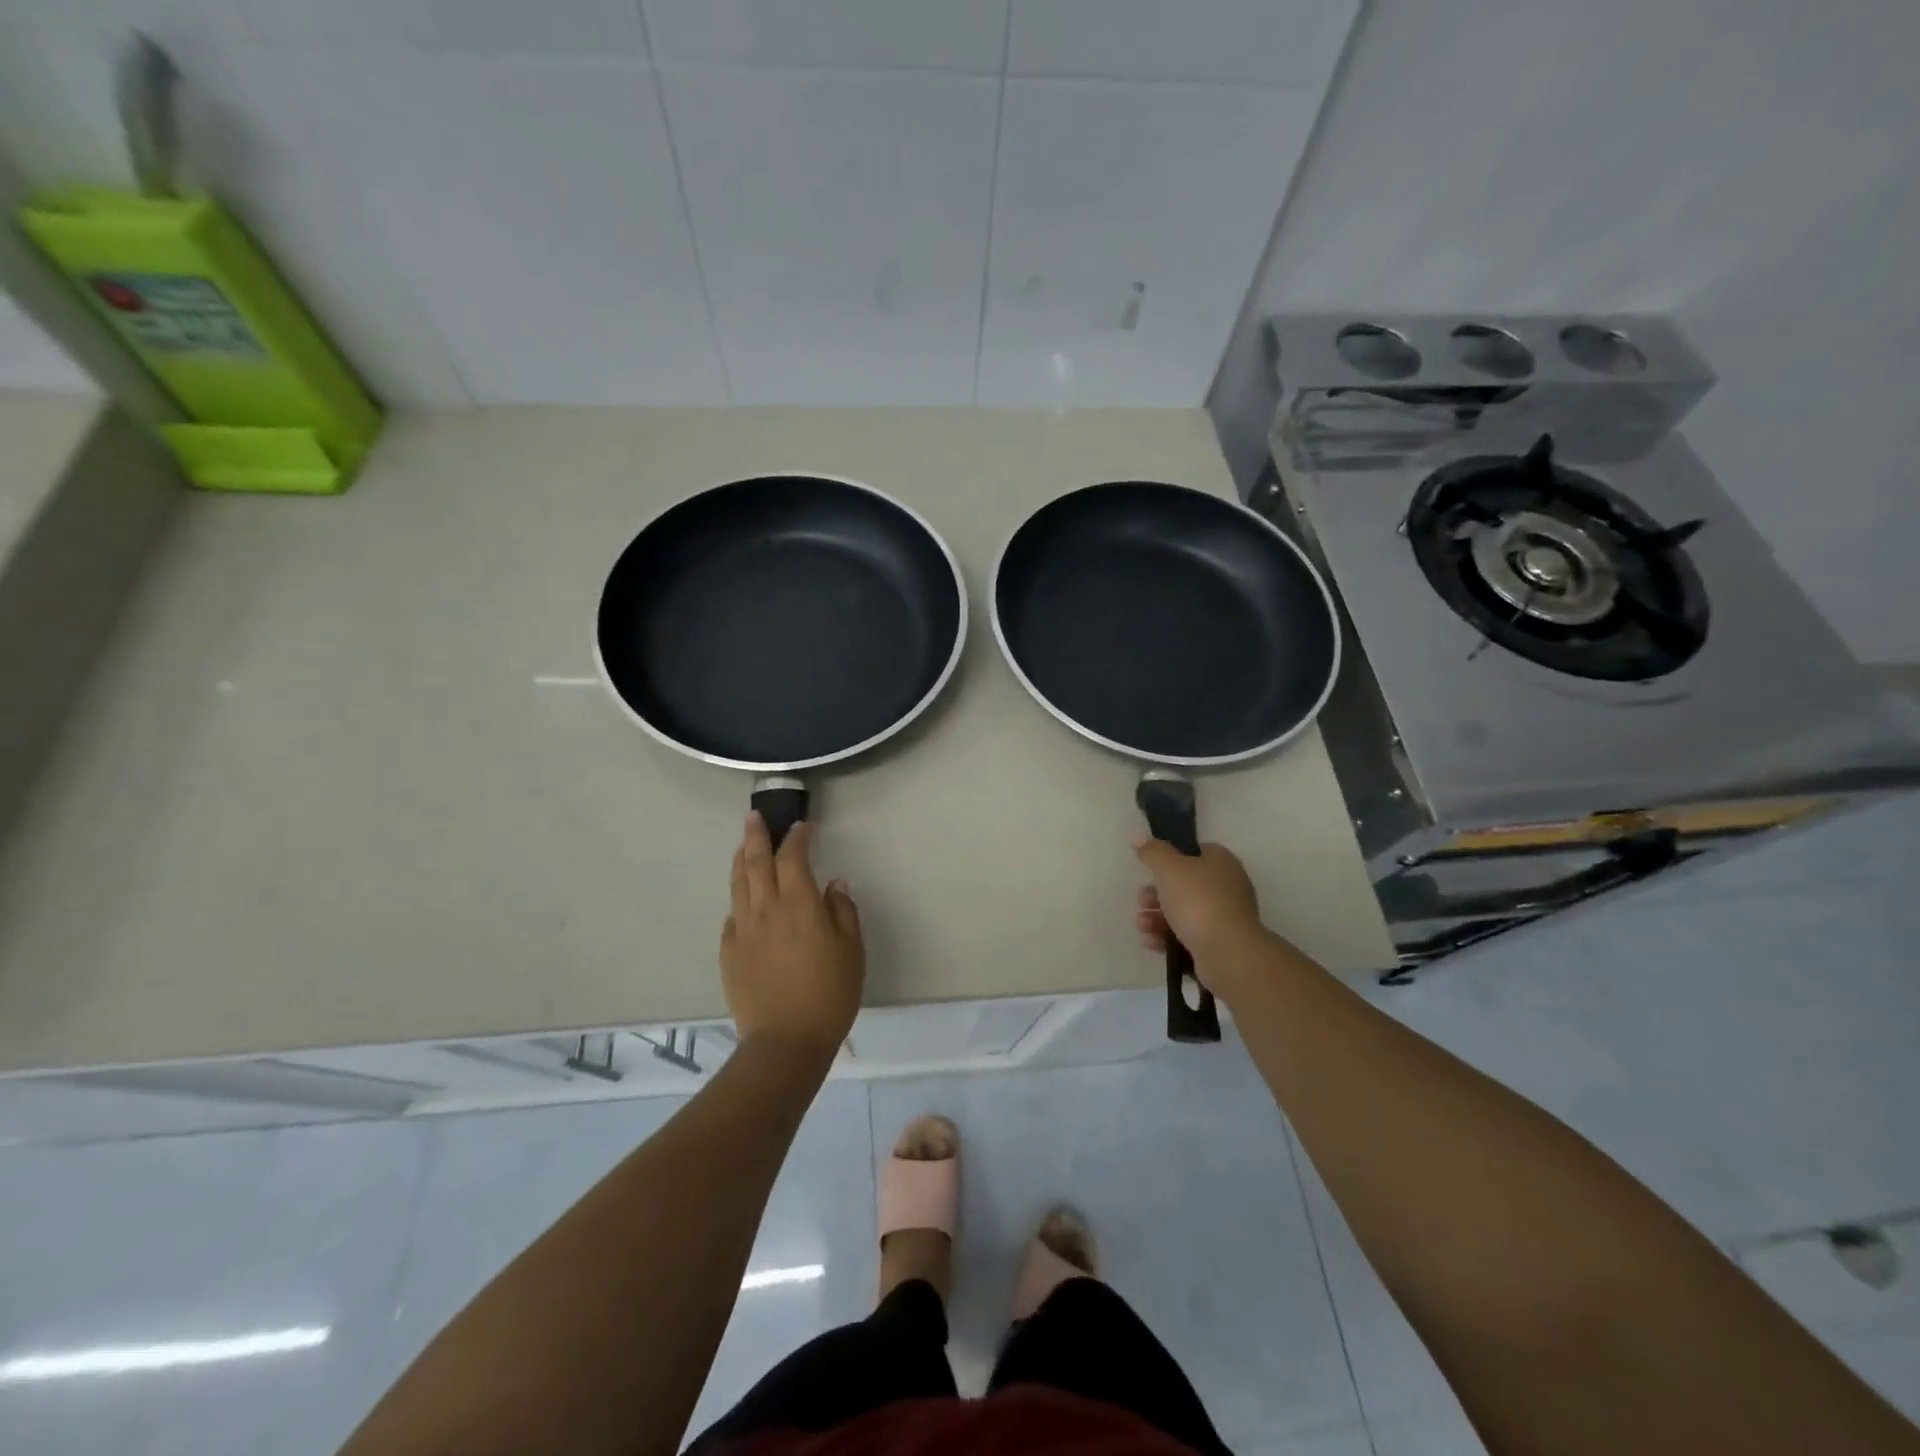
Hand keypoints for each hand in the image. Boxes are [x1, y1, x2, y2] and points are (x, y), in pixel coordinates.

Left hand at [721, 814, 864, 1059]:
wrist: (785, 1042)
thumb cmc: (829, 994)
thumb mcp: (852, 951)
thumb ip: (843, 912)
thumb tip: (834, 884)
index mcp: (799, 905)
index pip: (793, 859)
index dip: (797, 839)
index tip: (802, 828)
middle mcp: (767, 910)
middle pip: (757, 862)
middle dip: (756, 836)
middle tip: (754, 816)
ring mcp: (743, 931)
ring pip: (738, 884)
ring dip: (741, 860)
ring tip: (743, 845)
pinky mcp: (729, 952)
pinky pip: (732, 916)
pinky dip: (738, 899)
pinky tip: (742, 899)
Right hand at [1132, 836, 1269, 995]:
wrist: (1227, 953)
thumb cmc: (1198, 901)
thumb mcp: (1169, 868)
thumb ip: (1152, 852)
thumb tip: (1137, 836)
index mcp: (1221, 862)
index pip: (1195, 851)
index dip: (1171, 857)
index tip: (1151, 868)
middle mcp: (1227, 886)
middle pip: (1185, 884)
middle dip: (1157, 893)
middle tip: (1141, 901)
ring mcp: (1225, 917)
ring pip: (1184, 912)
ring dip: (1157, 917)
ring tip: (1142, 925)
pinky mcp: (1219, 943)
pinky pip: (1188, 935)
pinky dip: (1168, 936)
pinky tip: (1151, 942)